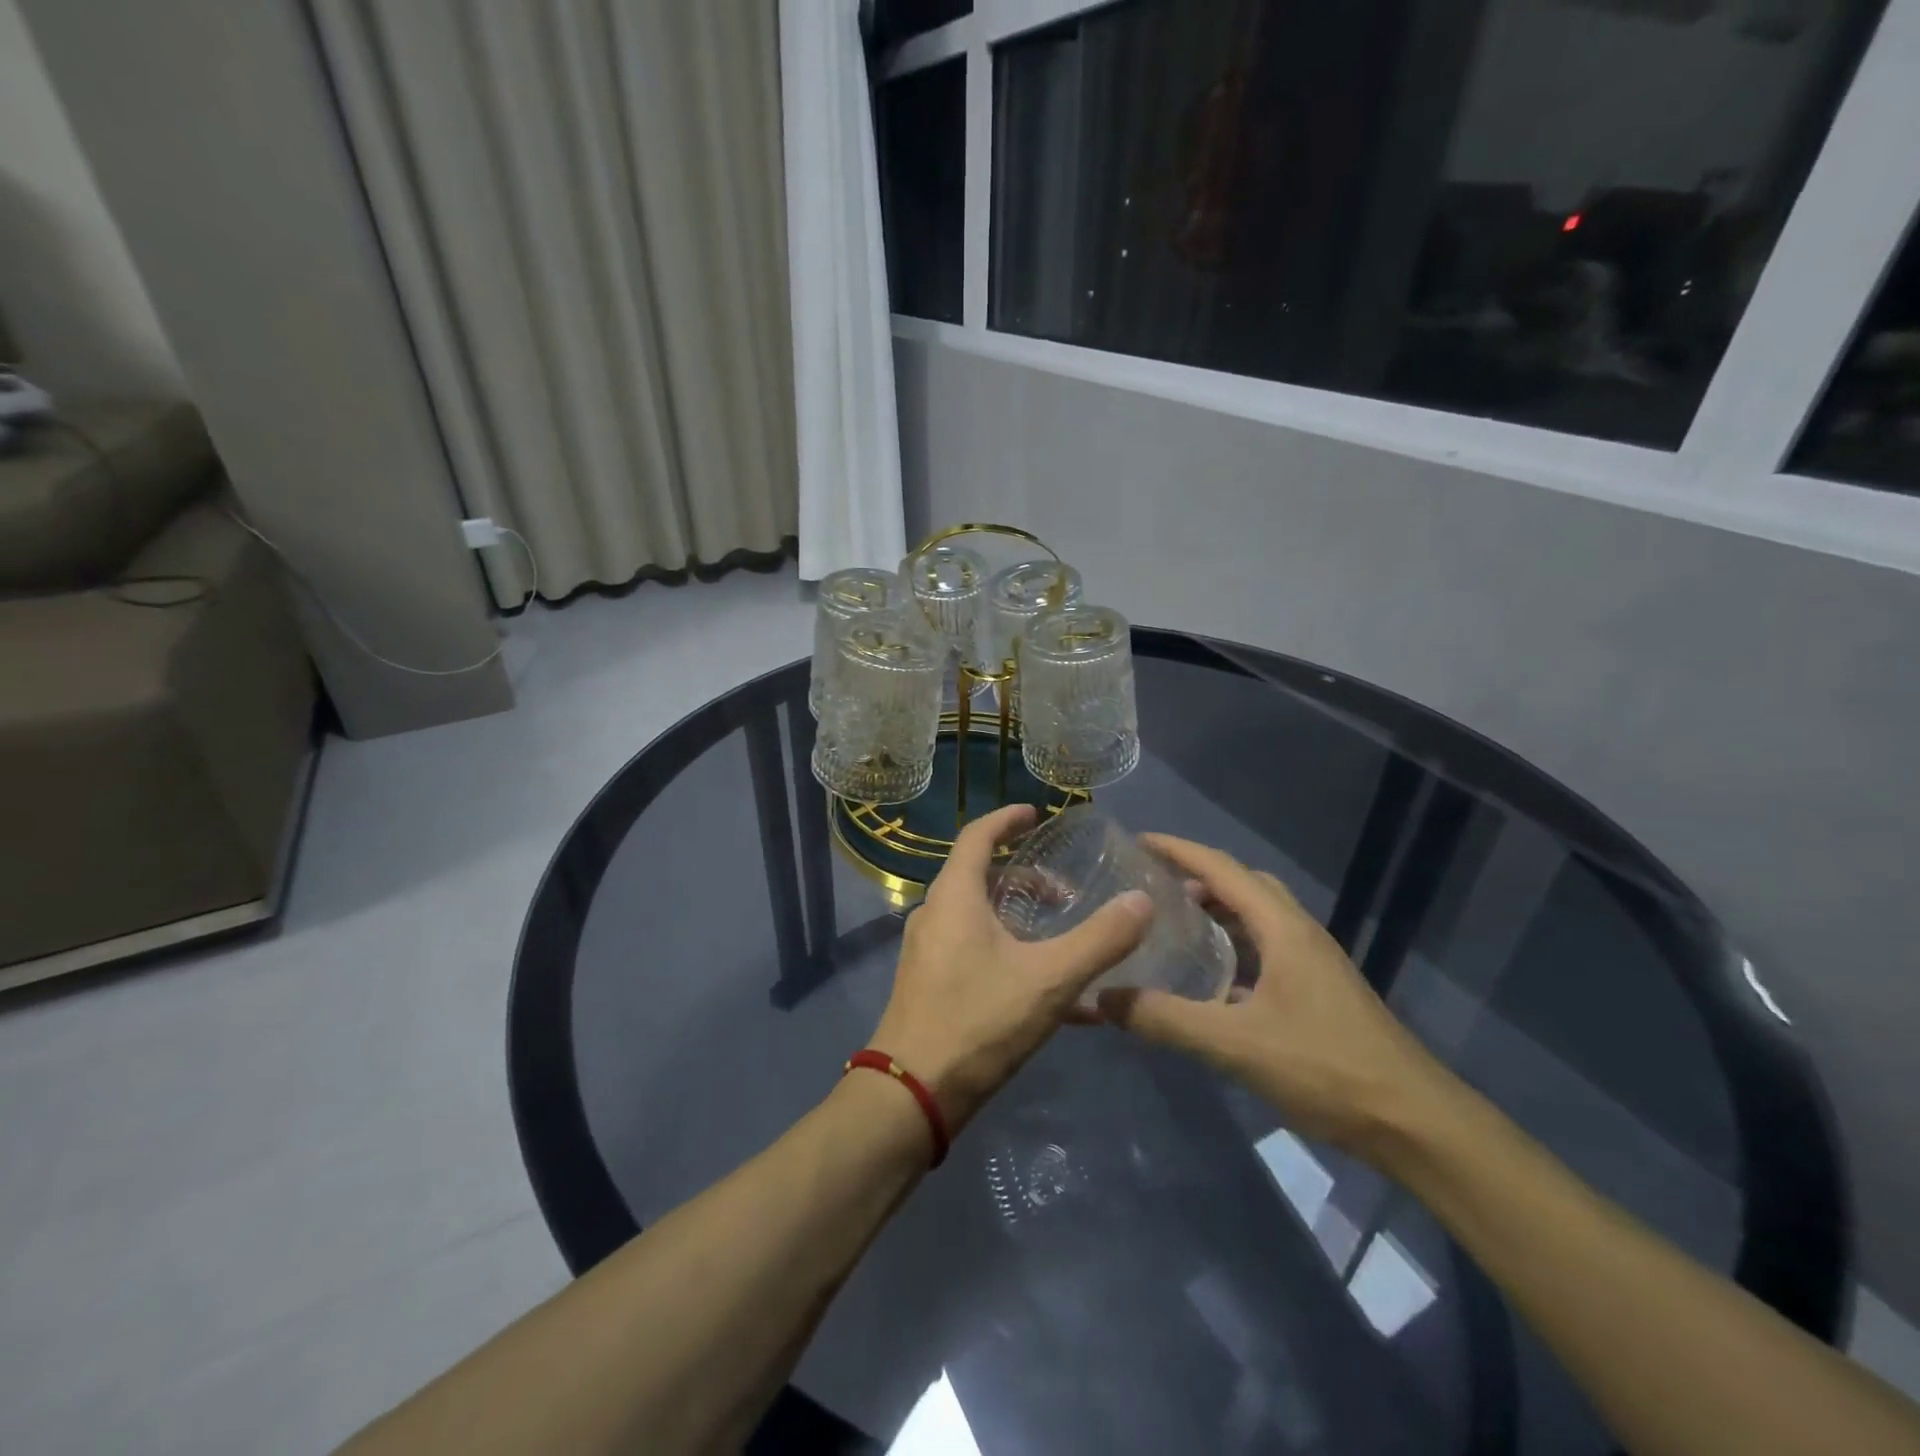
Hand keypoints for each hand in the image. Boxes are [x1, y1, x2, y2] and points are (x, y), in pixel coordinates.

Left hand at [869, 804, 1152, 1132]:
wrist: (912, 1095)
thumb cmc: (978, 1021)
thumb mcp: (1049, 979)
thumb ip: (1100, 940)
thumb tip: (1142, 900)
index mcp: (954, 896)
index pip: (977, 836)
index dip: (1007, 820)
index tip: (1036, 815)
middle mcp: (935, 915)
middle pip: (981, 878)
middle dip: (1026, 879)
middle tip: (1067, 892)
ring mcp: (929, 953)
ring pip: (980, 918)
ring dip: (1021, 920)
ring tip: (1064, 939)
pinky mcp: (930, 986)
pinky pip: (977, 954)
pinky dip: (1013, 957)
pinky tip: (1054, 997)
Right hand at [1095, 835, 1459, 1158]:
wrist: (1415, 1123)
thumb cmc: (1327, 1069)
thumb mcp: (1236, 1044)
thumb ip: (1167, 1019)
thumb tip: (1103, 998)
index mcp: (1283, 928)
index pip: (1222, 869)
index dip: (1179, 849)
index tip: (1138, 842)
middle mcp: (1299, 934)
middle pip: (1243, 884)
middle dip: (1197, 876)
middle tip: (1153, 887)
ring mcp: (1314, 963)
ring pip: (1258, 918)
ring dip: (1218, 910)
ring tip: (1174, 924)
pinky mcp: (1319, 992)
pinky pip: (1267, 949)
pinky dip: (1235, 946)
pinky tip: (1212, 981)